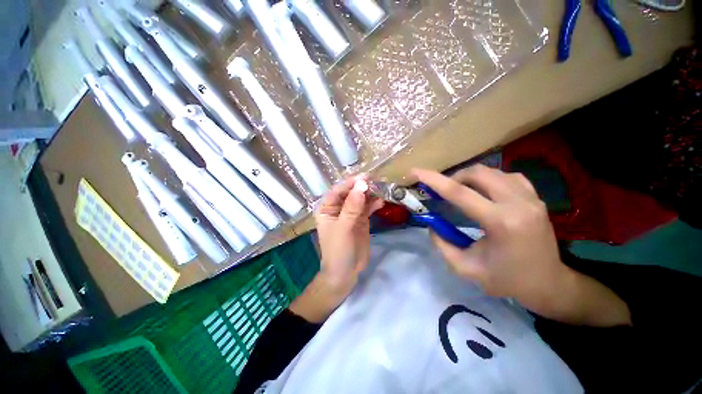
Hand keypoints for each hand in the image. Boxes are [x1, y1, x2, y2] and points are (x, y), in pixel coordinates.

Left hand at [315, 175, 383, 291]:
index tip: (364, 178)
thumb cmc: (338, 250)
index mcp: (327, 209)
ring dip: (369, 194)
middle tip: (375, 181)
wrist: (346, 272)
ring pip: (360, 199)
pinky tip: (381, 201)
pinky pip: (367, 208)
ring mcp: (351, 214)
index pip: (337, 191)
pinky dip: (373, 204)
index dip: (350, 183)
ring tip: (380, 189)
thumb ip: (352, 207)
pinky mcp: (361, 220)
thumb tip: (361, 186)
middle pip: (350, 193)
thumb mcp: (343, 228)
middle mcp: (338, 208)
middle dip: (361, 187)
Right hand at [414, 165, 630, 326]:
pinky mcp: (535, 197)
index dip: (434, 179)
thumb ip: (442, 244)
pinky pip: (507, 176)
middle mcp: (517, 203)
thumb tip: (431, 224)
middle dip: (453, 178)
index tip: (416, 171)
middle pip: (477, 173)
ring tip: (461, 191)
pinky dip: (489, 179)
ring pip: (492, 171)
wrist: (548, 283)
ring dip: (470, 177)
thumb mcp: (465, 268)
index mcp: (500, 223)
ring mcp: (530, 198)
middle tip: (444, 191)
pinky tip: (484, 191)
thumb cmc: (506, 280)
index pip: (459, 193)